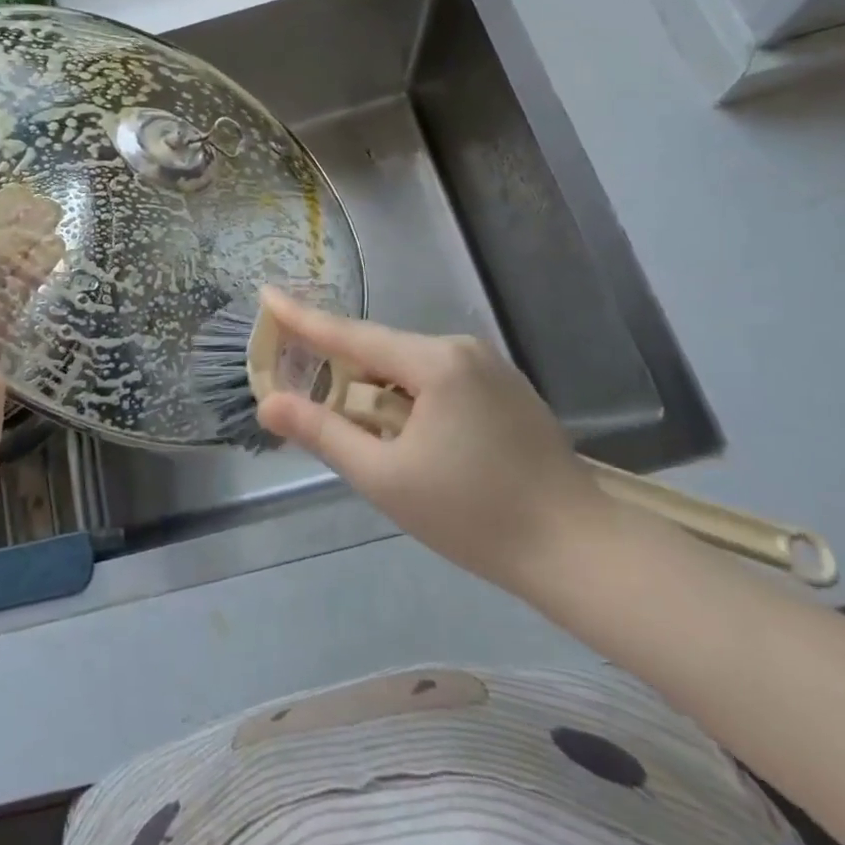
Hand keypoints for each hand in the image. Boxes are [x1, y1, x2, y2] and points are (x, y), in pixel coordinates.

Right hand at [254, 289, 608, 593]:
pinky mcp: (507, 390)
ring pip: (411, 367)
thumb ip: (323, 433)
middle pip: (382, 350)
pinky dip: (411, 398)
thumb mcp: (385, 478)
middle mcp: (463, 348)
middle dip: (344, 371)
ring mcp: (491, 367)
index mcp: (434, 362)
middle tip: (308, 396)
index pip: (351, 333)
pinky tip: (412, 438)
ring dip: (380, 391)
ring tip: (367, 436)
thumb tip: (268, 403)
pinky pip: (440, 380)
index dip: (302, 317)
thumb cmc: (473, 515)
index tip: (265, 293)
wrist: (579, 551)